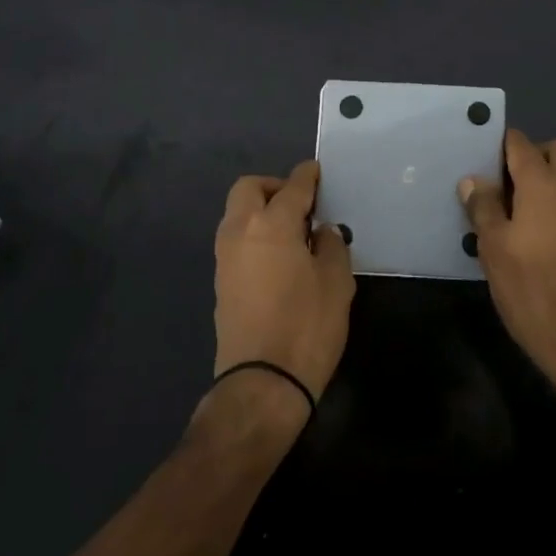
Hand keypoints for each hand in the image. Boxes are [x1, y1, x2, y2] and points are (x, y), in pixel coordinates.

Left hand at [212, 161, 354, 408]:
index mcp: (272, 224)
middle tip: (301, 203)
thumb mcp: (336, 282)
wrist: (262, 384)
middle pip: (249, 189)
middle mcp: (241, 231)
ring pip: (237, 213)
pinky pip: (235, 239)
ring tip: (292, 231)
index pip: (292, 187)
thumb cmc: (307, 327)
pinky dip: (253, 233)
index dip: (307, 176)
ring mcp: (225, 257)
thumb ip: (331, 246)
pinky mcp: (220, 281)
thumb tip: (321, 231)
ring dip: (260, 209)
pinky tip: (278, 255)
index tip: (317, 171)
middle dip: (274, 186)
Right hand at [460, 130, 555, 406]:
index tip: (475, 156)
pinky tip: (525, 233)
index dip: (498, 144)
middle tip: (502, 181)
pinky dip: (550, 204)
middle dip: (532, 154)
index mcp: (544, 184)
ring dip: (542, 180)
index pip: (521, 143)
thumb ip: (483, 208)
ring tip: (507, 209)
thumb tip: (474, 179)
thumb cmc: (532, 289)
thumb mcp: (494, 248)